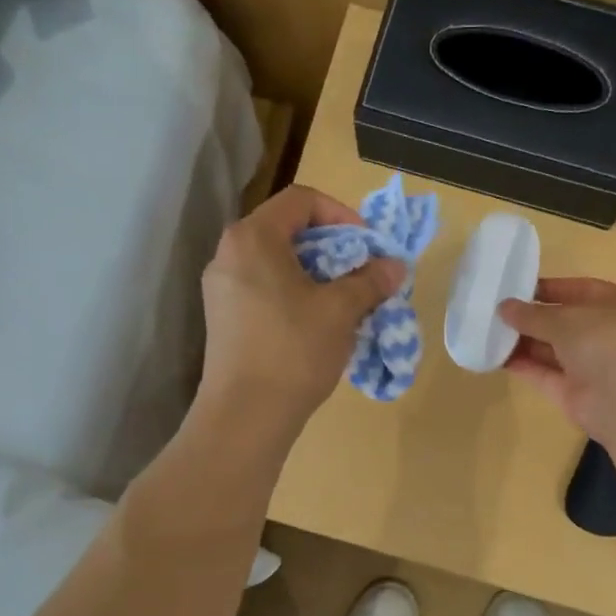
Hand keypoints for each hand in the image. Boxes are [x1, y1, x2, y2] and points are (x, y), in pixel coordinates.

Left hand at [198, 185, 404, 433]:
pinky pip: (264, 288)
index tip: (367, 247)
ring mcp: (221, 288)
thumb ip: (370, 280)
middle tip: (362, 273)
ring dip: (316, 273)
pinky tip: (318, 324)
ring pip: (277, 262)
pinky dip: (295, 293)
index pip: (302, 200)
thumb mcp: (341, 311)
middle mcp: (229, 254)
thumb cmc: (293, 350)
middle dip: (333, 247)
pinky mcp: (223, 318)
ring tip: (345, 301)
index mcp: (253, 238)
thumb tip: (395, 266)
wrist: (245, 416)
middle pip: (287, 230)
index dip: (342, 214)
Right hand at [498, 277, 615, 444]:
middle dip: (532, 317)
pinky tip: (494, 355)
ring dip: (522, 341)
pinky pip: (544, 374)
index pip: (581, 290)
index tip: (517, 287)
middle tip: (495, 310)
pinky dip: (522, 365)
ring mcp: (591, 366)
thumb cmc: (607, 342)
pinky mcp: (574, 393)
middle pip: (564, 322)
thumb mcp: (567, 318)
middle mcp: (607, 334)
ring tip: (488, 330)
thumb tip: (504, 307)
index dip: (550, 288)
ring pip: (552, 349)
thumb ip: (533, 314)